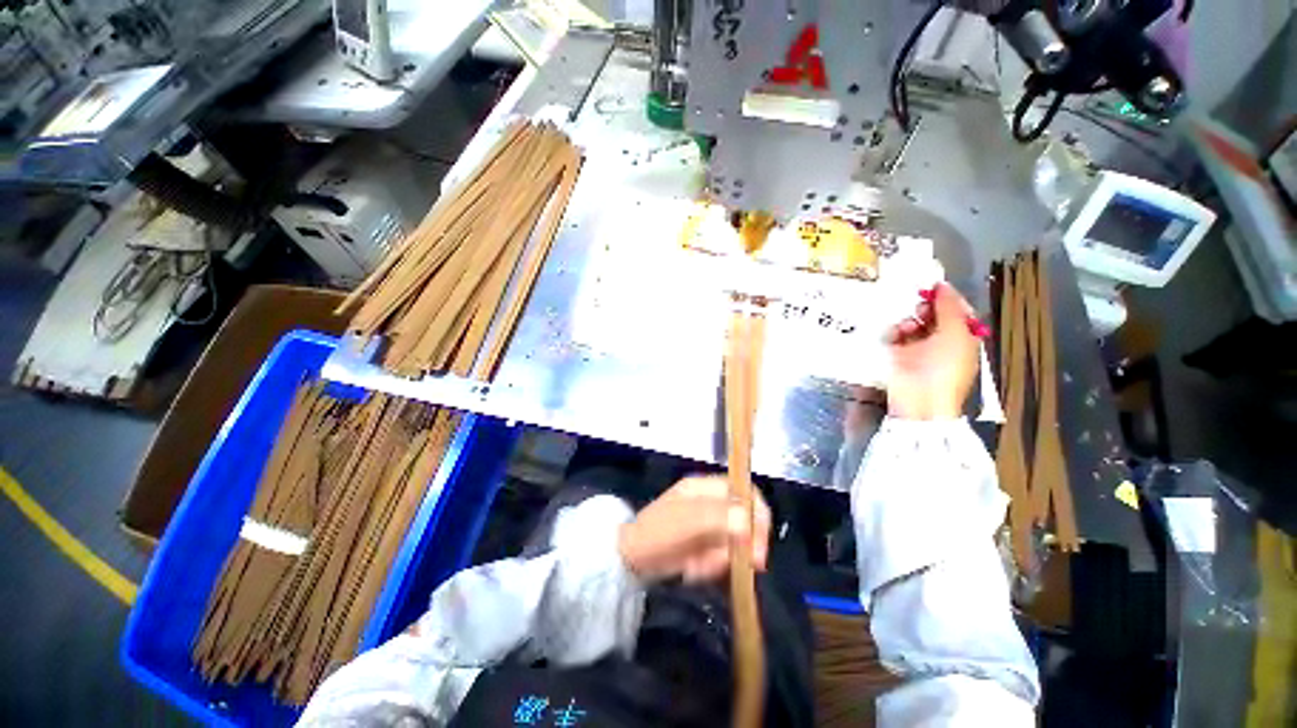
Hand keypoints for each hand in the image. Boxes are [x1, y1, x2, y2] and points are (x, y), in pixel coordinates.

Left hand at [618, 476, 770, 582]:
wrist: (629, 559)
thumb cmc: (655, 533)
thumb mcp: (685, 522)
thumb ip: (716, 518)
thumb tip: (747, 520)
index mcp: (705, 487)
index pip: (745, 492)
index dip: (757, 516)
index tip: (758, 545)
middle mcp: (710, 503)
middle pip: (743, 522)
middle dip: (735, 547)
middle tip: (720, 565)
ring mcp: (708, 525)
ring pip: (734, 545)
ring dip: (719, 561)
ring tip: (696, 567)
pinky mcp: (704, 545)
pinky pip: (722, 559)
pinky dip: (711, 569)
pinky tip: (692, 570)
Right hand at [885, 282, 979, 419]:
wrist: (920, 397)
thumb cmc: (944, 366)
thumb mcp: (955, 333)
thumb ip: (949, 307)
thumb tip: (942, 285)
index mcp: (963, 337)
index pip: (957, 310)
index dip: (947, 298)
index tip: (934, 287)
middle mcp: (941, 341)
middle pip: (933, 315)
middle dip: (927, 308)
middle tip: (920, 305)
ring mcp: (918, 348)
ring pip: (912, 324)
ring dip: (910, 320)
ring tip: (908, 325)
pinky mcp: (897, 354)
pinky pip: (894, 336)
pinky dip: (894, 332)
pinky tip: (896, 334)